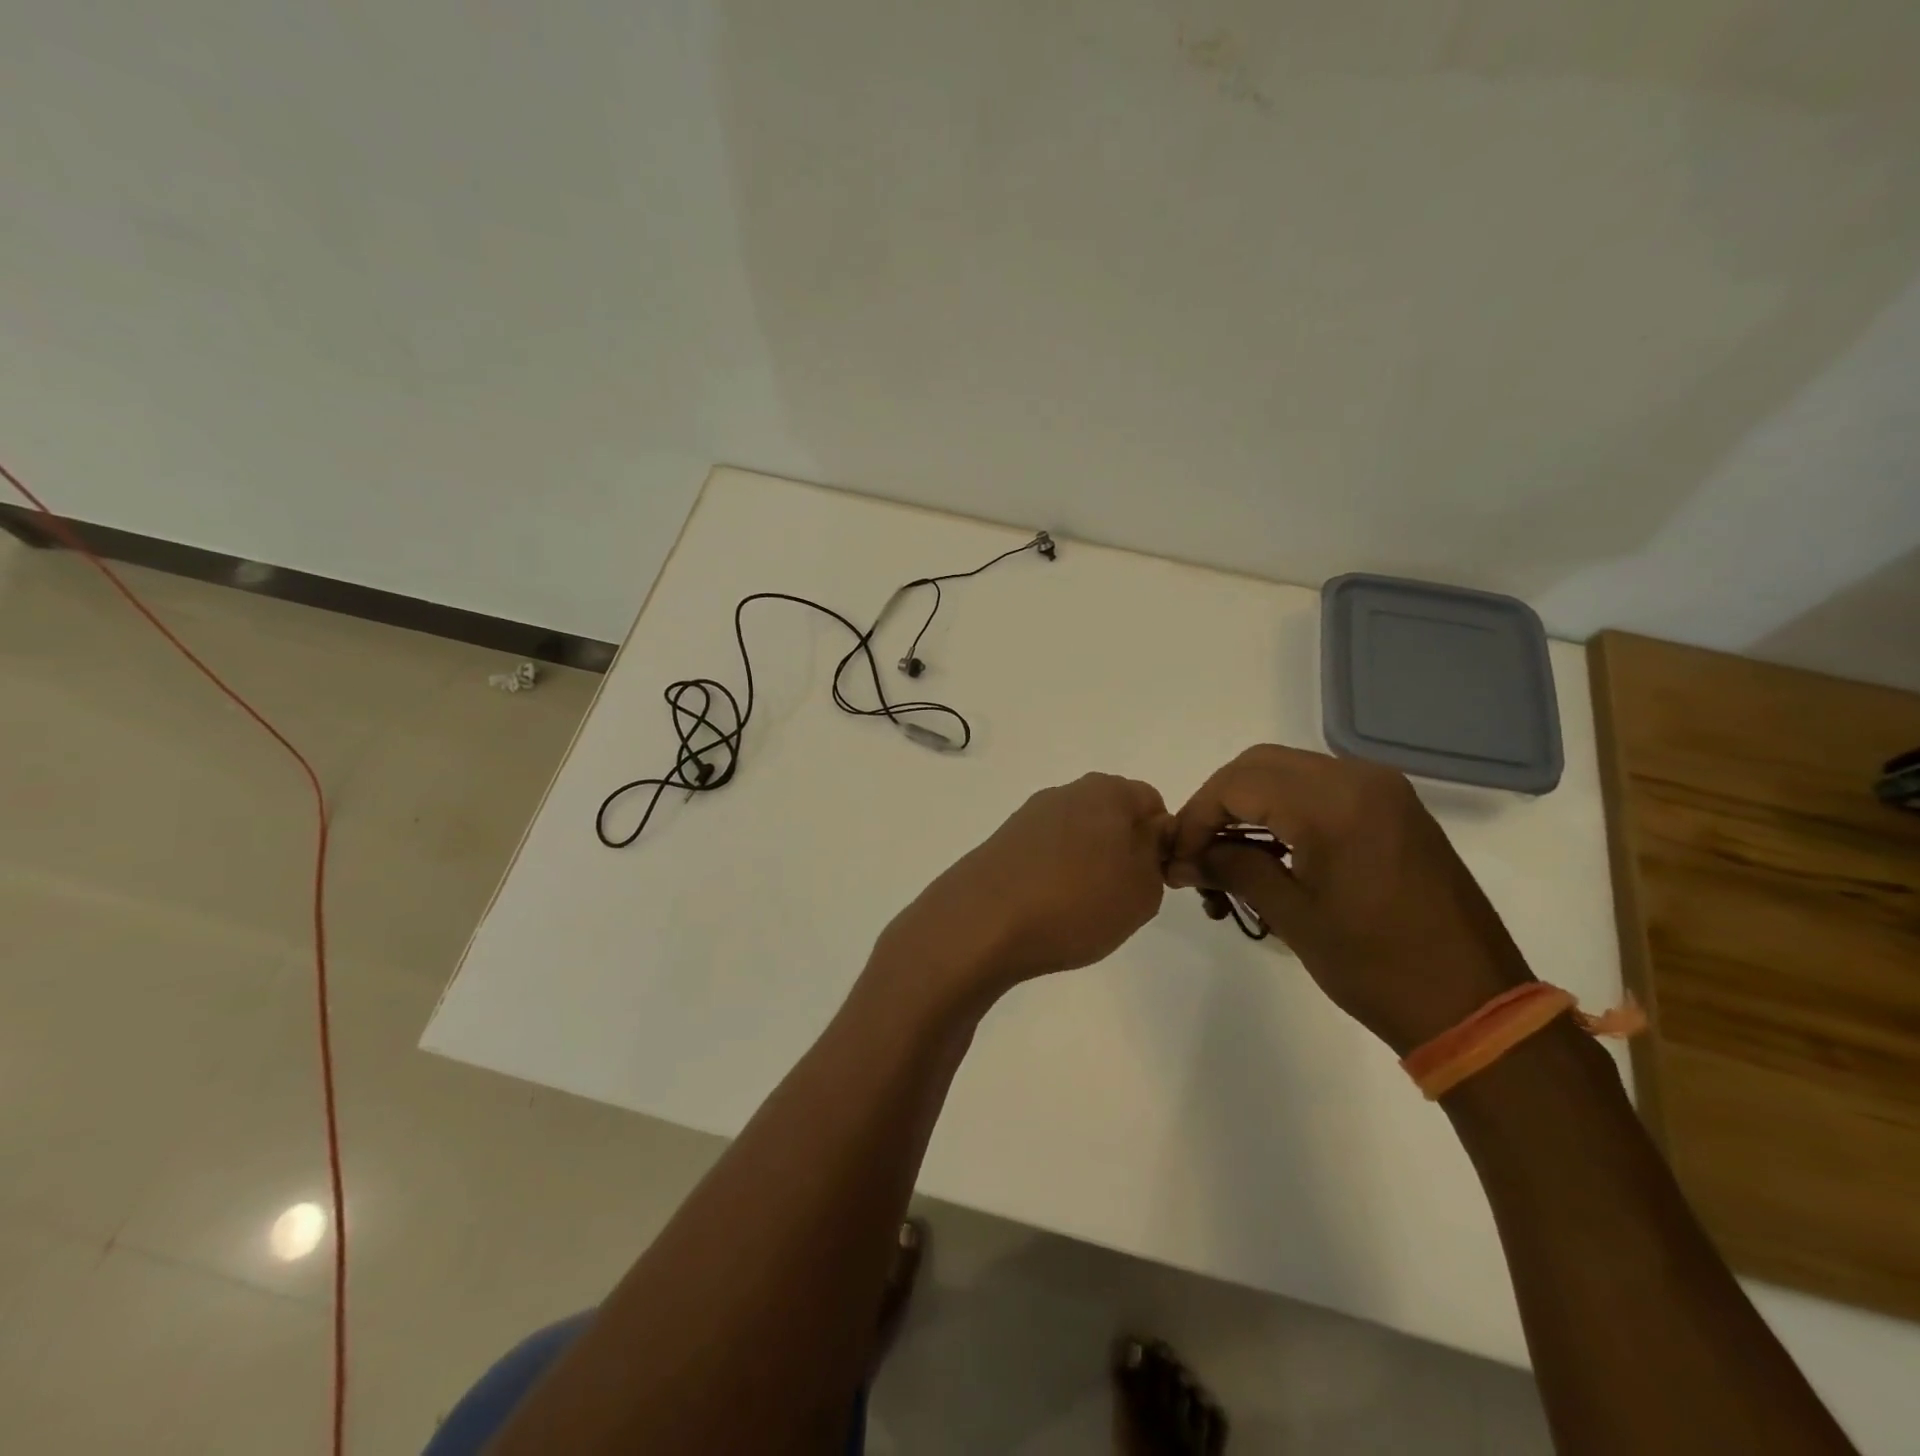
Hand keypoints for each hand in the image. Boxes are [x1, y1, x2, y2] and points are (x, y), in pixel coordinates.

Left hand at [879, 773, 1170, 999]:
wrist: (982, 922)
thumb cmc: (1076, 902)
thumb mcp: (1143, 888)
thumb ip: (1157, 855)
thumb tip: (1149, 837)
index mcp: (1107, 791)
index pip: (1152, 803)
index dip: (1162, 841)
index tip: (1155, 880)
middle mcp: (1066, 792)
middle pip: (1112, 817)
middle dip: (1123, 853)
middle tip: (1121, 897)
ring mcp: (1029, 816)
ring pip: (1078, 837)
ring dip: (1088, 866)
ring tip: (1081, 909)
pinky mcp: (1003, 841)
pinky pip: (1046, 854)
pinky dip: (1054, 876)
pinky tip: (1048, 909)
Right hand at [1165, 746, 1531, 1053]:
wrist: (1476, 1006)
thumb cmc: (1376, 967)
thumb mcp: (1292, 916)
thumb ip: (1232, 870)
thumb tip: (1182, 859)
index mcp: (1333, 804)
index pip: (1237, 784)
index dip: (1196, 816)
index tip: (1178, 857)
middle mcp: (1358, 779)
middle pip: (1259, 765)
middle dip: (1218, 804)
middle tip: (1196, 852)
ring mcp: (1382, 790)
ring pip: (1288, 772)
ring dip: (1249, 805)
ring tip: (1227, 857)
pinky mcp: (1394, 808)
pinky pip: (1320, 788)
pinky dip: (1284, 809)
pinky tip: (1269, 852)